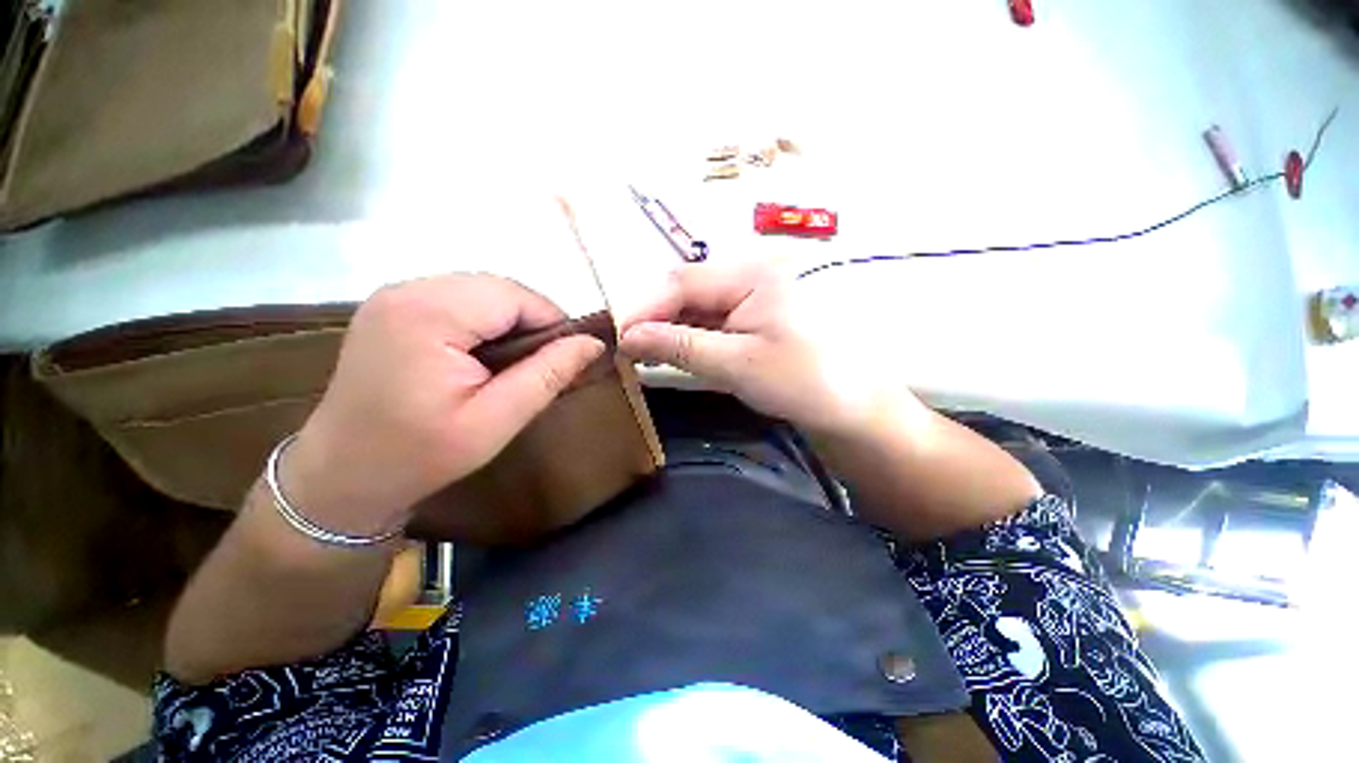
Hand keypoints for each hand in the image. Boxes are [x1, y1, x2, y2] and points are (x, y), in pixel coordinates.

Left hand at [281, 274, 605, 536]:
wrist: (341, 476)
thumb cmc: (420, 455)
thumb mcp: (496, 421)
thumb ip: (549, 375)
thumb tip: (593, 343)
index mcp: (428, 314)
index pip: (515, 296)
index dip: (552, 322)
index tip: (569, 356)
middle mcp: (407, 290)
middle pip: (497, 288)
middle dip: (532, 320)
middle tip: (545, 362)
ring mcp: (394, 295)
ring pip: (481, 291)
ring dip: (510, 320)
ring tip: (518, 361)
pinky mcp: (392, 307)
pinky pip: (458, 299)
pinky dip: (484, 321)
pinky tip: (485, 354)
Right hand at [619, 263, 918, 433]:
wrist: (851, 405)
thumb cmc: (801, 382)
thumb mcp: (735, 364)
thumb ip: (679, 347)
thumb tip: (628, 338)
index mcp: (753, 274)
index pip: (683, 282)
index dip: (646, 309)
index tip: (619, 338)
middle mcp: (751, 273)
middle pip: (689, 289)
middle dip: (657, 318)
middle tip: (630, 349)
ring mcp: (754, 293)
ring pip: (697, 305)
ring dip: (672, 328)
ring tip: (647, 353)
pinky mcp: (754, 314)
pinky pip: (713, 318)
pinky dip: (691, 335)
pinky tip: (678, 351)